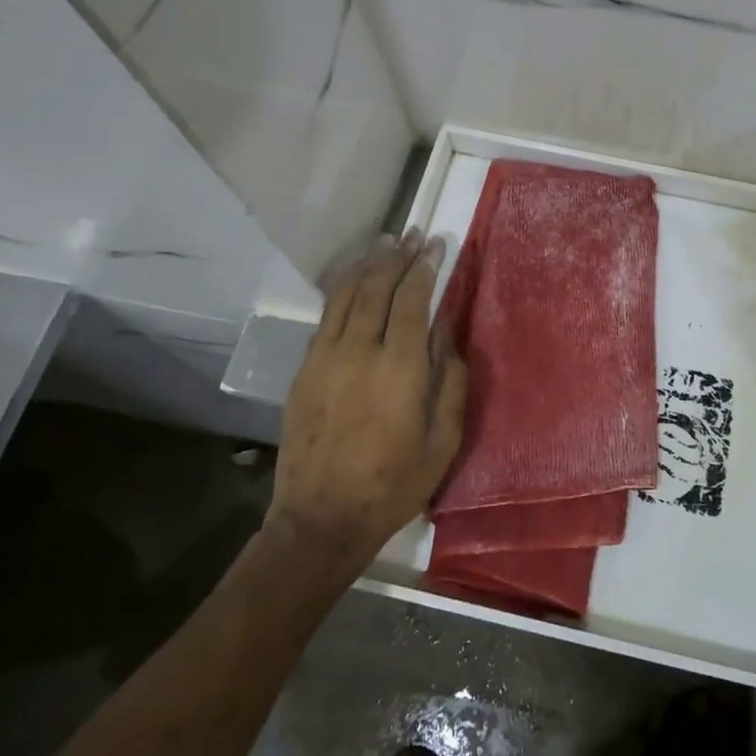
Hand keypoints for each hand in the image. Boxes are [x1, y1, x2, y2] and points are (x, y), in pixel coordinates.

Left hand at [268, 231, 466, 580]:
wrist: (321, 519)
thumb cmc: (394, 484)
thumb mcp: (443, 439)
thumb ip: (450, 379)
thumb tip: (447, 330)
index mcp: (399, 369)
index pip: (412, 300)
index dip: (425, 268)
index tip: (436, 245)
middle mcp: (359, 352)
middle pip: (376, 287)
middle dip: (397, 256)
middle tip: (413, 236)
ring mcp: (325, 358)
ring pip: (345, 294)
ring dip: (367, 264)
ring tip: (385, 244)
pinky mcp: (304, 369)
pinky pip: (326, 316)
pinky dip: (343, 289)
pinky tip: (355, 280)